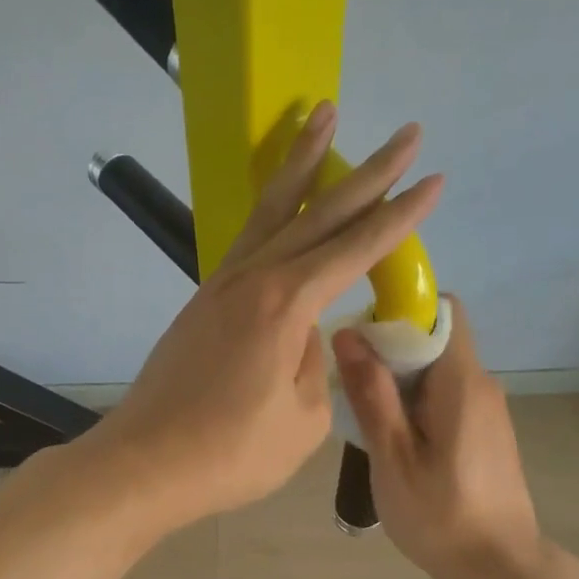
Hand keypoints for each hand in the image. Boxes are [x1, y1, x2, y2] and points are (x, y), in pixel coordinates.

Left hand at [93, 101, 442, 529]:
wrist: (146, 463)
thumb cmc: (230, 454)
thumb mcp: (302, 421)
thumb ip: (314, 366)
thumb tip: (305, 336)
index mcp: (286, 305)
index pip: (356, 249)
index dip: (399, 216)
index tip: (432, 180)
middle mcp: (254, 280)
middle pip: (318, 213)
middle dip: (368, 172)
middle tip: (407, 131)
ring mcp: (221, 286)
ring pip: (271, 211)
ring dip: (302, 165)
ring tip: (323, 115)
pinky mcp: (202, 303)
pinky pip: (246, 242)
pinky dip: (270, 211)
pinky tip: (281, 205)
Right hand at [331, 298, 544, 578]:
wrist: (499, 568)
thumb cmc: (441, 515)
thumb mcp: (394, 457)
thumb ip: (372, 394)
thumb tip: (348, 334)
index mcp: (462, 382)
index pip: (441, 310)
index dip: (401, 311)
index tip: (362, 337)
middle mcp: (481, 384)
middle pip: (434, 339)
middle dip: (389, 350)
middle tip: (352, 387)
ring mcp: (487, 409)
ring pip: (436, 370)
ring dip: (399, 381)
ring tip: (366, 419)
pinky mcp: (485, 431)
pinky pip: (444, 396)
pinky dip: (415, 404)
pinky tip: (394, 442)